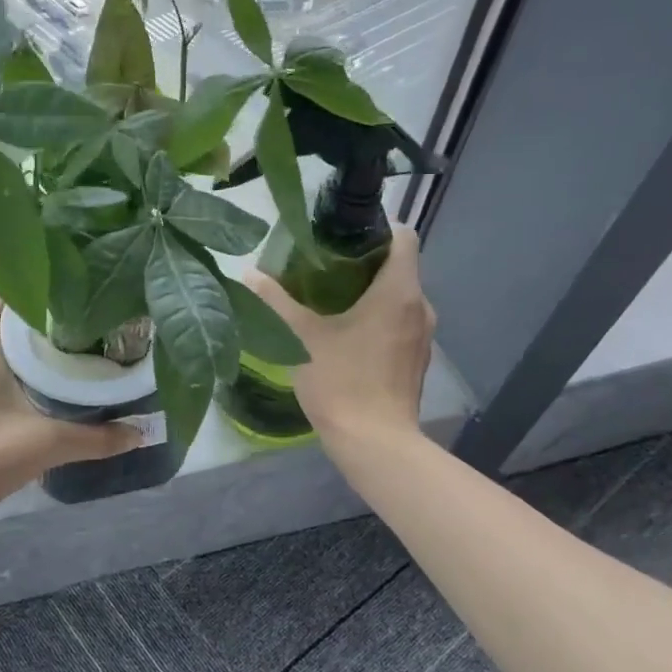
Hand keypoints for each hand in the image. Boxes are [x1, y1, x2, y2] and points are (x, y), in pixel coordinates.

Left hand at [0, 300, 139, 525]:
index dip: (17, 293)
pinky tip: (47, 396)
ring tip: (70, 356)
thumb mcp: (46, 445)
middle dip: (35, 323)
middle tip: (77, 329)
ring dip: (28, 352)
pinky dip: (20, 378)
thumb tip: (141, 431)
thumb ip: (96, 438)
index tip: (56, 299)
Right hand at [246, 225, 434, 452]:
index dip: (376, 228)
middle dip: (363, 261)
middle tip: (322, 265)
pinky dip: (377, 318)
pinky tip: (345, 332)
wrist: (374, 443)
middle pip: (399, 266)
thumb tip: (248, 273)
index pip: (404, 236)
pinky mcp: (416, 360)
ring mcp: (423, 336)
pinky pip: (399, 323)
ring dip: (369, 292)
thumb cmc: (341, 382)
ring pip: (399, 297)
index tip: (341, 236)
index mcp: (399, 291)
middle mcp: (421, 306)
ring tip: (328, 298)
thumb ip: (276, 301)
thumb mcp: (301, 337)